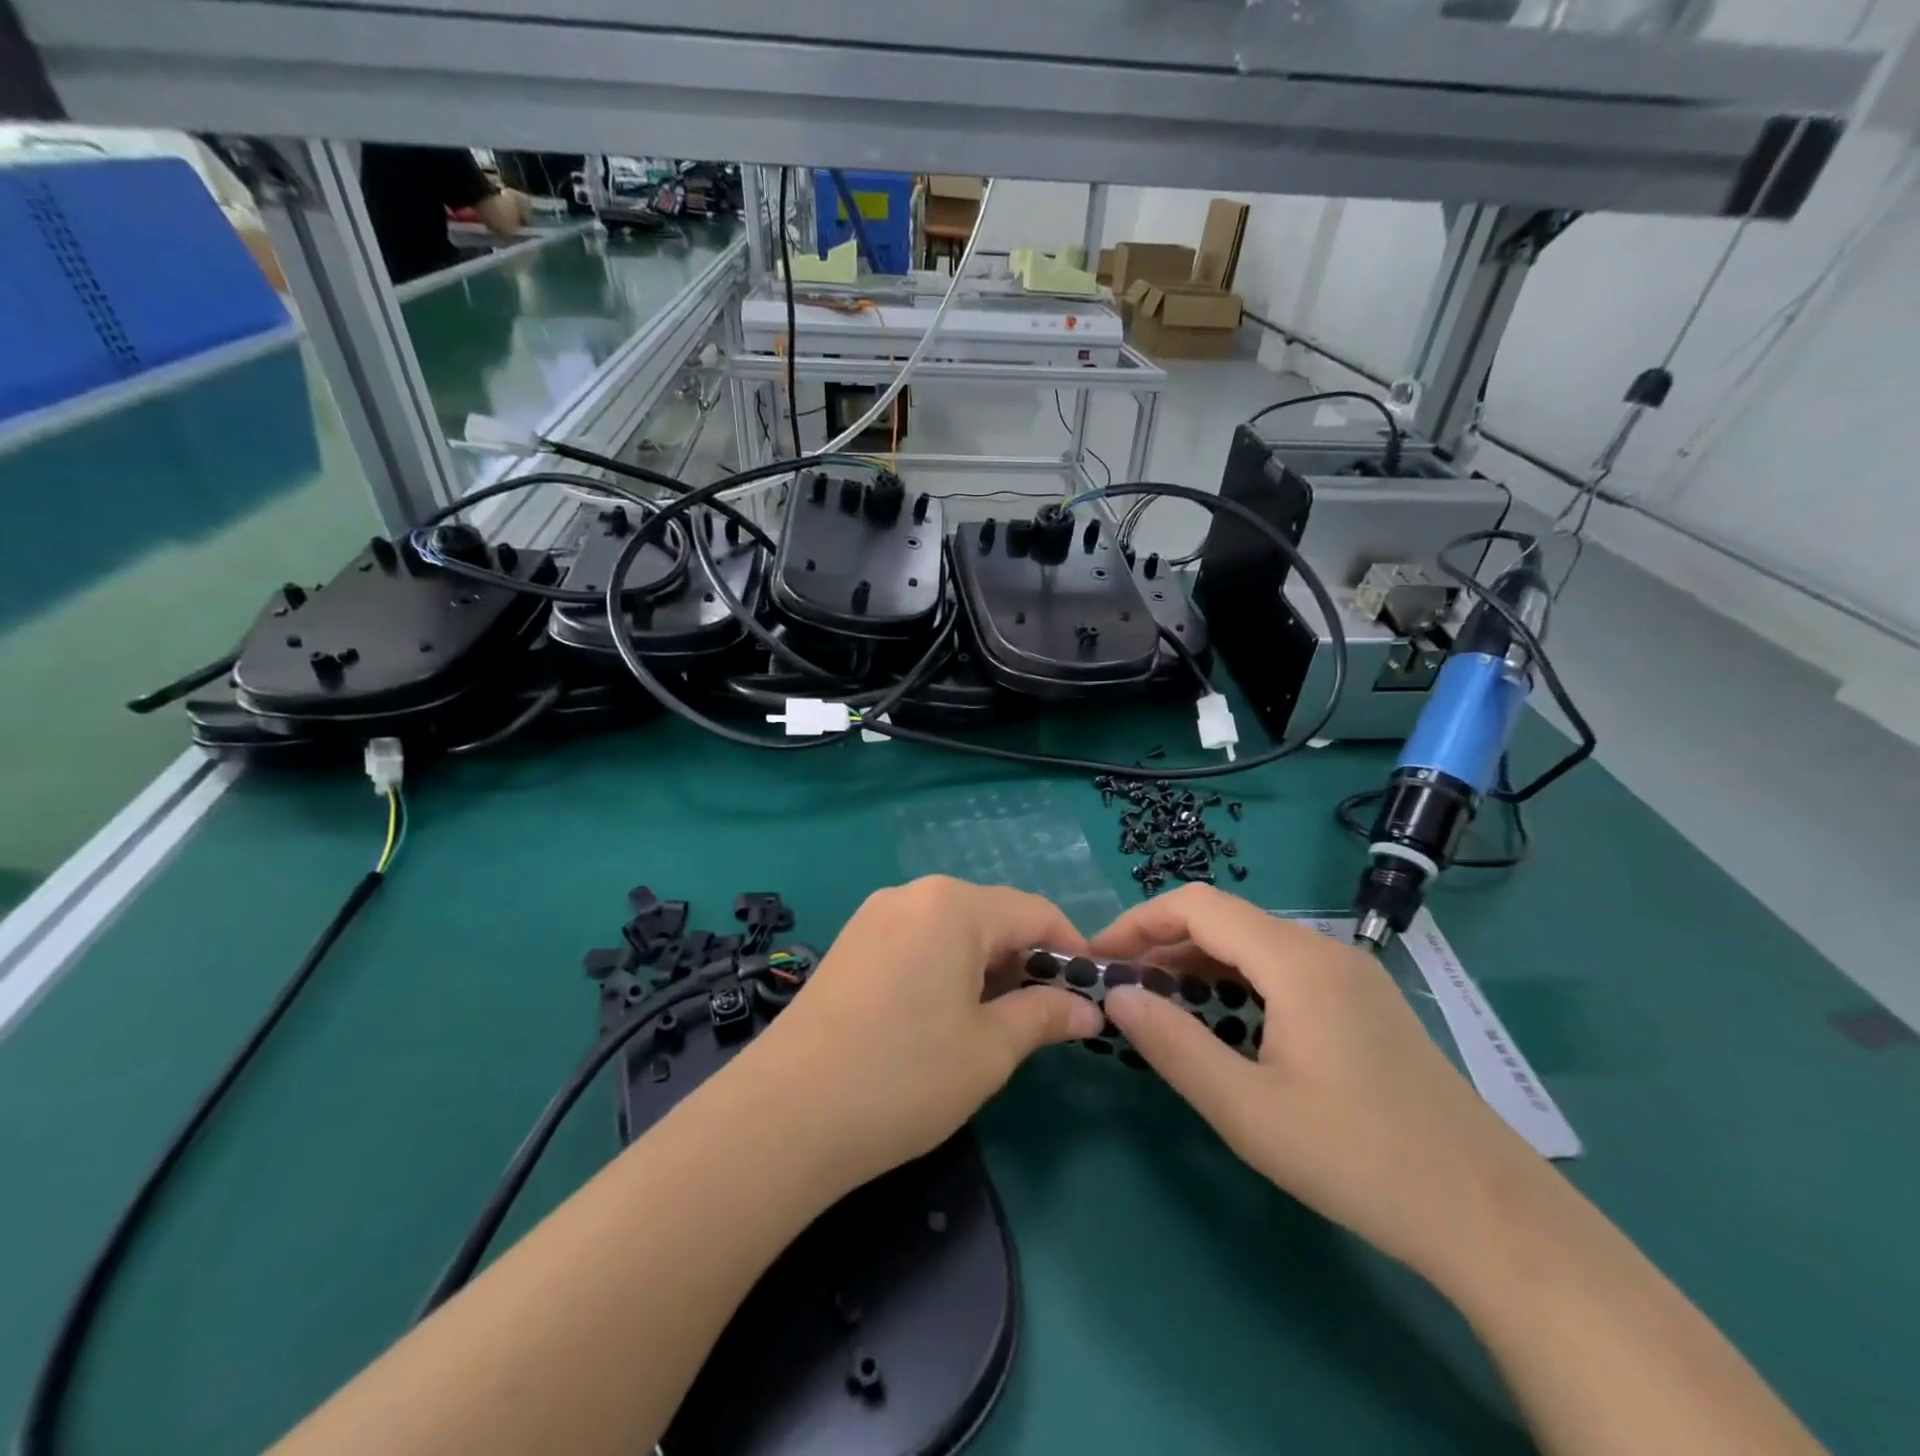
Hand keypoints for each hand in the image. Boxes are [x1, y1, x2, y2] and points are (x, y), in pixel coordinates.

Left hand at [743, 877, 1102, 1192]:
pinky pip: (916, 941)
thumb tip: (1087, 1009)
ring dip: (985, 966)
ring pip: (952, 929)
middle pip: (992, 915)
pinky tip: (942, 1015)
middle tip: (1045, 1017)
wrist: (784, 1115)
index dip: (1071, 949)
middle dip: (1026, 960)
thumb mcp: (990, 1050)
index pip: (1035, 912)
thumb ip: (1044, 1016)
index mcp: (954, 904)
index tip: (1091, 993)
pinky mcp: (850, 944)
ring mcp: (874, 916)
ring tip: (995, 1021)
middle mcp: (913, 894)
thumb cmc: (905, 1076)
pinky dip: (945, 968)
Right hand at [1094, 885, 1554, 1286]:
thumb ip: (1172, 1045)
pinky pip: (1281, 970)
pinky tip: (1222, 1022)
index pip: (1196, 905)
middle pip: (1223, 920)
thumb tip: (1116, 995)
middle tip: (1121, 989)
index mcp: (1295, 961)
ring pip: (1252, 945)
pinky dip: (1235, 982)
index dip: (1138, 922)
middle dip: (1162, 944)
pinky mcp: (1362, 1002)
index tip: (1099, 958)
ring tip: (1159, 1006)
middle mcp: (1322, 950)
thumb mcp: (1247, 1110)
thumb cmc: (1358, 1158)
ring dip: (1197, 964)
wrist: (1491, 1216)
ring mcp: (1349, 974)